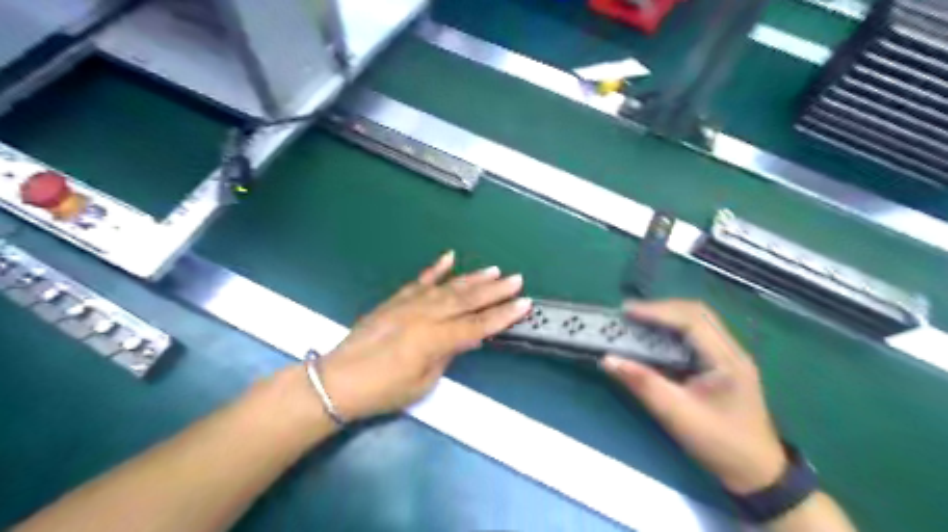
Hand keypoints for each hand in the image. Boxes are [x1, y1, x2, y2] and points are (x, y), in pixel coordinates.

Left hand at [318, 252, 532, 420]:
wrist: (338, 380)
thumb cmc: (383, 391)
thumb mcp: (423, 382)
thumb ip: (447, 355)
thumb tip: (468, 338)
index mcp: (434, 339)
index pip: (477, 325)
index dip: (502, 316)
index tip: (523, 304)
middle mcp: (425, 315)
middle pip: (467, 300)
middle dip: (494, 290)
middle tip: (516, 279)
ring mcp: (409, 304)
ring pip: (448, 287)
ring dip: (472, 278)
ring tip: (494, 270)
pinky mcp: (396, 300)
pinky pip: (420, 281)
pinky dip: (435, 269)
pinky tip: (449, 257)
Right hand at [603, 299, 789, 494]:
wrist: (757, 473)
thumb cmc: (720, 444)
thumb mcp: (677, 415)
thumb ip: (643, 384)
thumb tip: (608, 359)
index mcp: (727, 360)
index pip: (692, 320)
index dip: (657, 311)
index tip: (626, 312)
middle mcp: (732, 350)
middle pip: (696, 313)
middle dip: (661, 309)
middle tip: (629, 314)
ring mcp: (729, 356)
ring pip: (697, 321)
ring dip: (666, 316)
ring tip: (637, 321)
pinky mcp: (723, 363)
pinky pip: (696, 335)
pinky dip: (672, 330)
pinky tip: (655, 337)